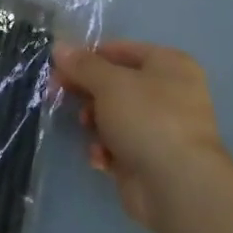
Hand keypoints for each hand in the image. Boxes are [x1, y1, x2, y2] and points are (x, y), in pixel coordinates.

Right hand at [53, 41, 228, 229]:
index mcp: (169, 65)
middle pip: (115, 84)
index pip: (121, 50)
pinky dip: (106, 150)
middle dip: (86, 91)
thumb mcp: (109, 83)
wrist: (176, 185)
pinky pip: (119, 145)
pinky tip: (100, 159)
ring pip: (114, 116)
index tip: (59, 66)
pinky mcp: (151, 159)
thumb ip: (83, 64)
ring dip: (94, 122)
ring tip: (87, 128)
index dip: (88, 56)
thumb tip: (60, 46)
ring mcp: (161, 128)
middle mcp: (169, 93)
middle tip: (56, 92)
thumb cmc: (147, 119)